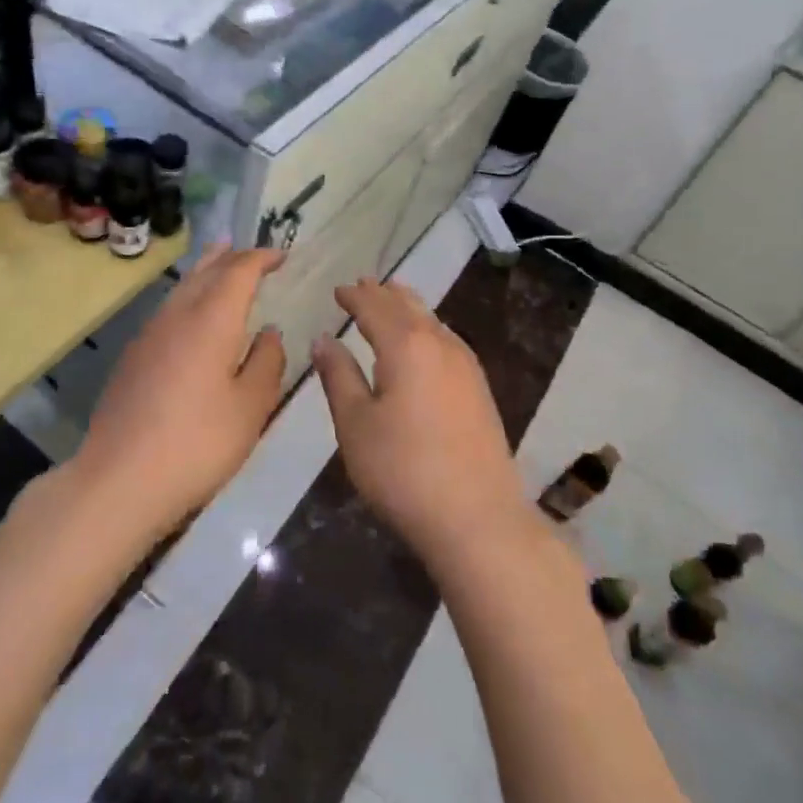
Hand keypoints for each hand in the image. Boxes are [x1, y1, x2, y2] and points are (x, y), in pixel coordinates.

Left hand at [74, 246, 286, 538]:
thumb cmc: (197, 443)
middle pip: (206, 270)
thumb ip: (267, 363)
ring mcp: (149, 334)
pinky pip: (169, 308)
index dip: (261, 258)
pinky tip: (193, 313)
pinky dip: (189, 295)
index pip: (239, 271)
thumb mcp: (250, 408)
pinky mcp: (133, 357)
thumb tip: (270, 333)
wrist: (118, 480)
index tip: (282, 255)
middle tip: (253, 251)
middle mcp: (177, 315)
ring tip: (221, 259)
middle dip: (232, 256)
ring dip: (206, 270)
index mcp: (211, 320)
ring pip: (183, 287)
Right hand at [312, 279, 528, 562]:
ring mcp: (465, 364)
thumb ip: (338, 376)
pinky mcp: (479, 387)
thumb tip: (323, 339)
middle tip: (362, 285)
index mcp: (405, 345)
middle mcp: (439, 343)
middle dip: (382, 293)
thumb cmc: (403, 470)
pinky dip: (427, 327)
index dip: (354, 296)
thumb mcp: (355, 425)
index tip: (338, 290)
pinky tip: (424, 341)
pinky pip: (446, 338)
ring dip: (407, 306)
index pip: (374, 307)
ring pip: (432, 319)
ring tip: (391, 300)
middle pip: (407, 305)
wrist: (477, 517)